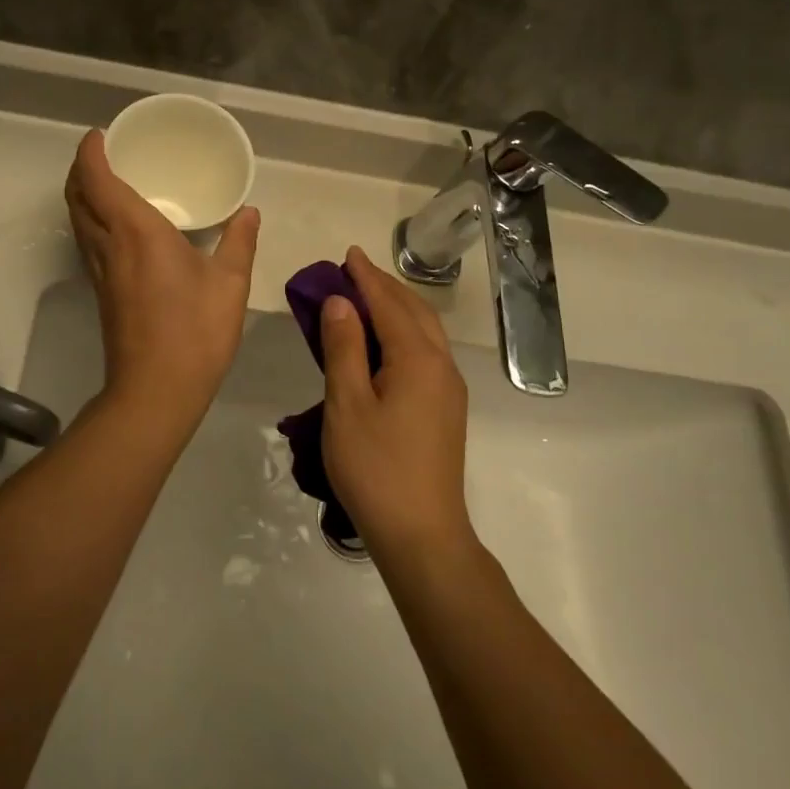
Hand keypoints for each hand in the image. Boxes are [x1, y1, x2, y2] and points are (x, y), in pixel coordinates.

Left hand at [64, 129, 260, 422]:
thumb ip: (239, 242)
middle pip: (77, 196)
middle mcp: (108, 244)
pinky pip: (87, 241)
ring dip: (82, 194)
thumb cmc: (195, 331)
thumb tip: (249, 212)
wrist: (155, 390)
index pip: (98, 179)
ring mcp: (100, 270)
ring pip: (77, 220)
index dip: (91, 152)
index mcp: (136, 230)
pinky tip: (116, 227)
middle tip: (102, 153)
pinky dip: (91, 219)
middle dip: (80, 169)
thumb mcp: (230, 284)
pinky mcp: (102, 292)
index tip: (100, 135)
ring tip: (105, 181)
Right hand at [319, 247, 471, 555]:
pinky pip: (426, 352)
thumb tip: (341, 302)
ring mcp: (448, 389)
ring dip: (397, 308)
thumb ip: (344, 348)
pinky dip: (404, 332)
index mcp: (418, 359)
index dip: (366, 277)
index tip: (349, 253)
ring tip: (367, 298)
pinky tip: (385, 342)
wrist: (422, 535)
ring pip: (425, 332)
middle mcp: (441, 366)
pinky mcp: (446, 410)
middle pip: (414, 311)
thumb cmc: (376, 468)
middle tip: (354, 271)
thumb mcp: (347, 404)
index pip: (389, 304)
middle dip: (385, 287)